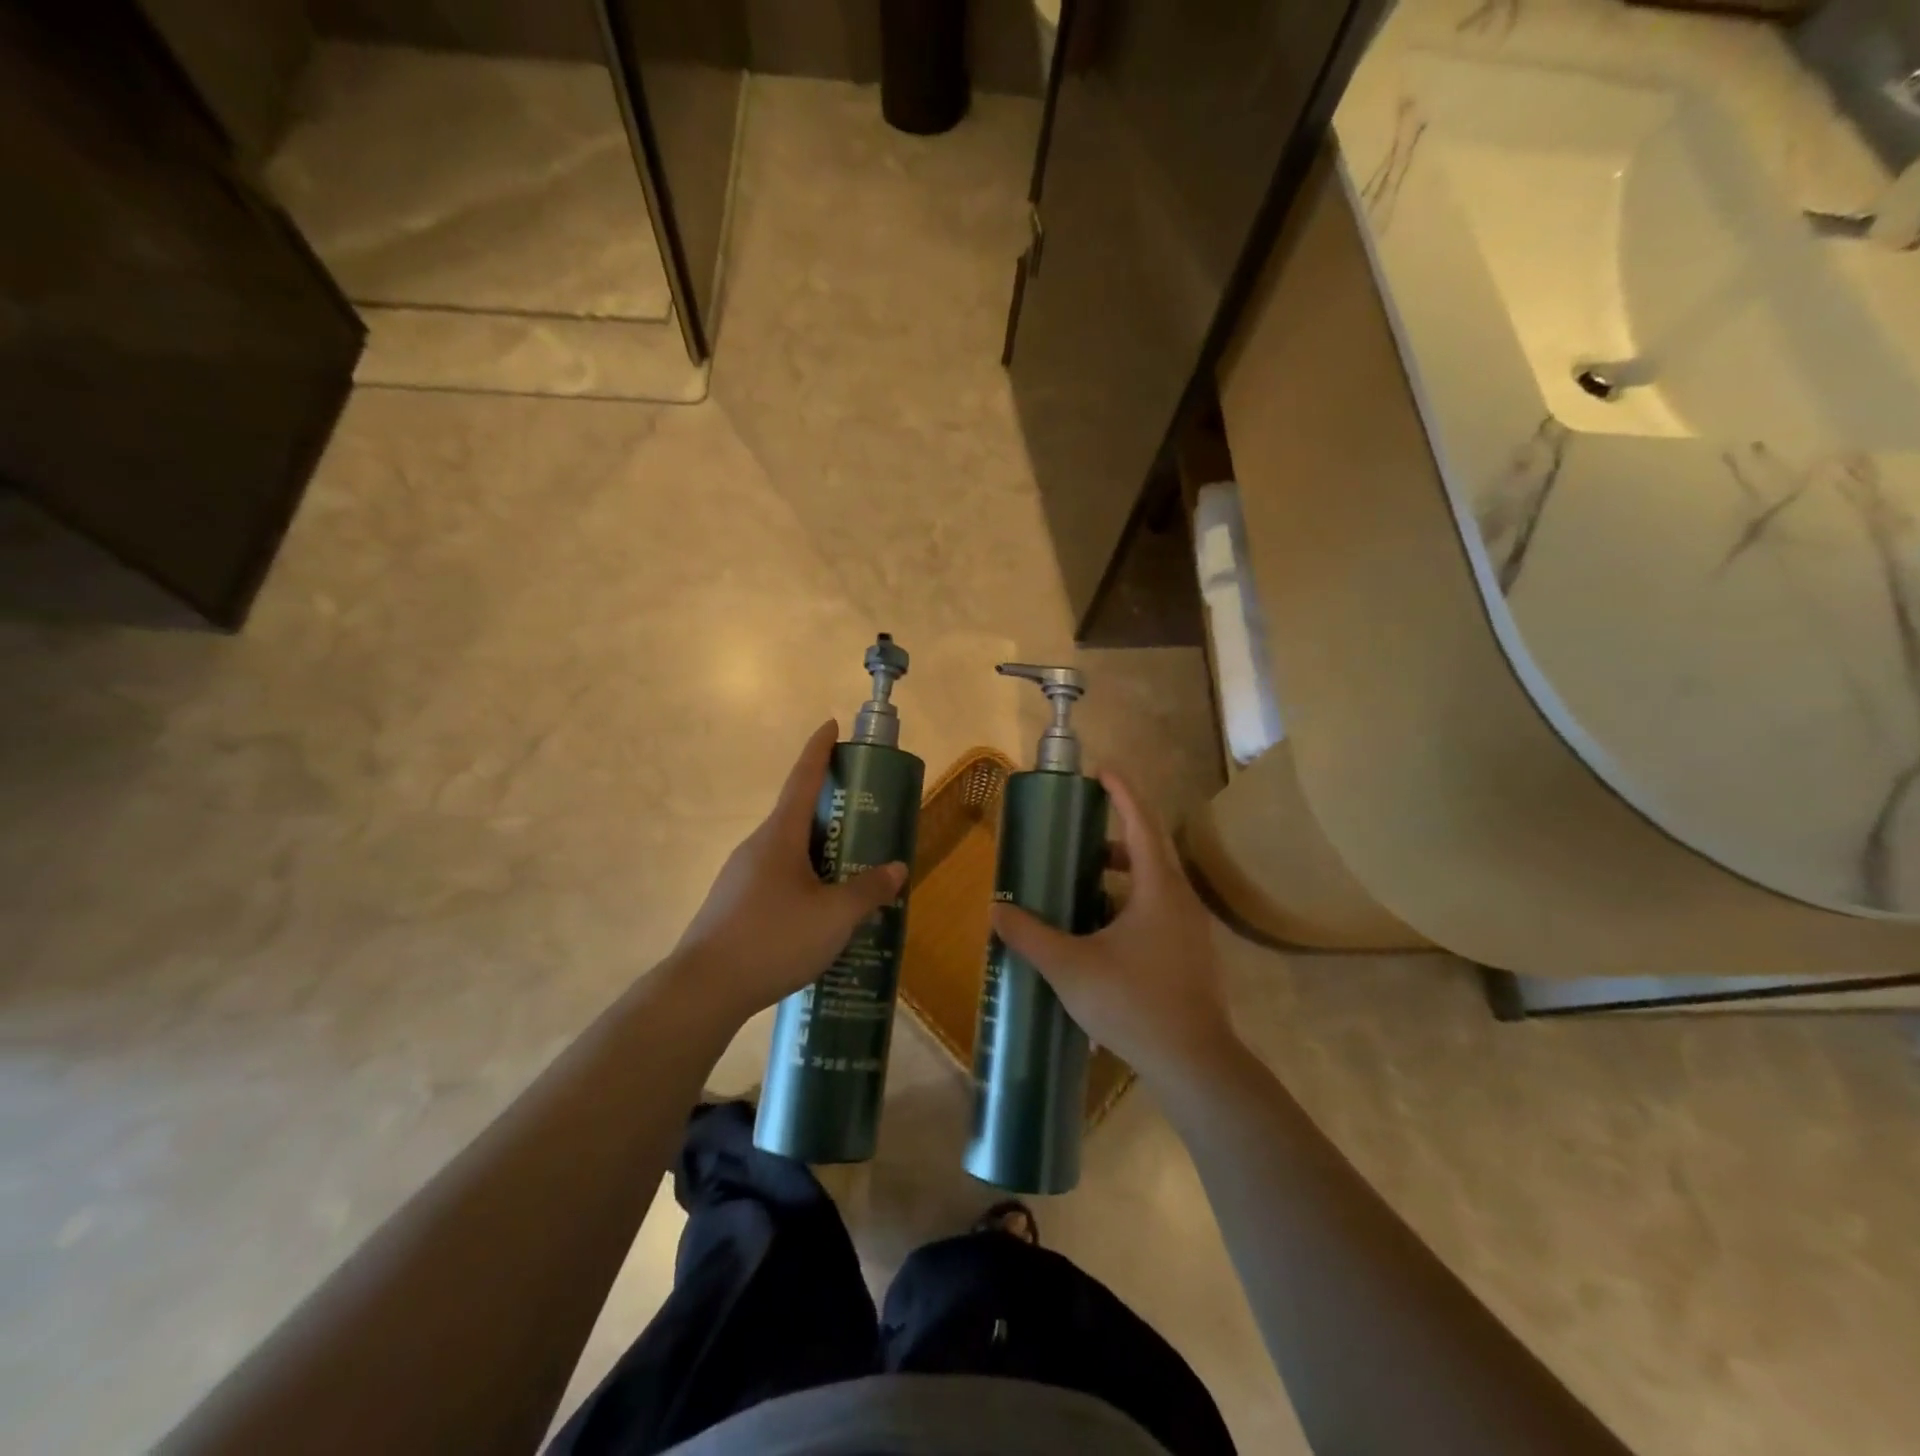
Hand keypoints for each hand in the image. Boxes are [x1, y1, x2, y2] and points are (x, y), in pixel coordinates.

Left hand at [671, 721, 906, 1026]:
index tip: (831, 725)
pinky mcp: (735, 904)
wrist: (704, 989)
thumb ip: (868, 891)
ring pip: (789, 852)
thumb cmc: (773, 938)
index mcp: (779, 836)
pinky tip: (821, 912)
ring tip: (852, 871)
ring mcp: (741, 876)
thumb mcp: (834, 917)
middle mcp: (757, 847)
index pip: (802, 778)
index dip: (819, 750)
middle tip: (865, 816)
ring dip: (819, 853)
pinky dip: (804, 881)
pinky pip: (778, 879)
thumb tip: (896, 869)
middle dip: (830, 810)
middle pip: (797, 815)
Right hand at [992, 770, 1235, 1082]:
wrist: (1194, 1063)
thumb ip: (1031, 936)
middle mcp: (1179, 899)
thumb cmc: (1134, 1002)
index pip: (1140, 823)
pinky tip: (1100, 931)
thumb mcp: (1071, 967)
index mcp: (1157, 888)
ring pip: (1153, 884)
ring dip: (1120, 874)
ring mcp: (1189, 929)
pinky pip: (1157, 910)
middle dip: (1114, 835)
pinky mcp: (1190, 955)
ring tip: (1082, 882)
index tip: (1102, 771)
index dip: (1122, 792)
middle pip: (1148, 850)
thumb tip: (996, 911)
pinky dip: (1128, 903)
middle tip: (1078, 834)